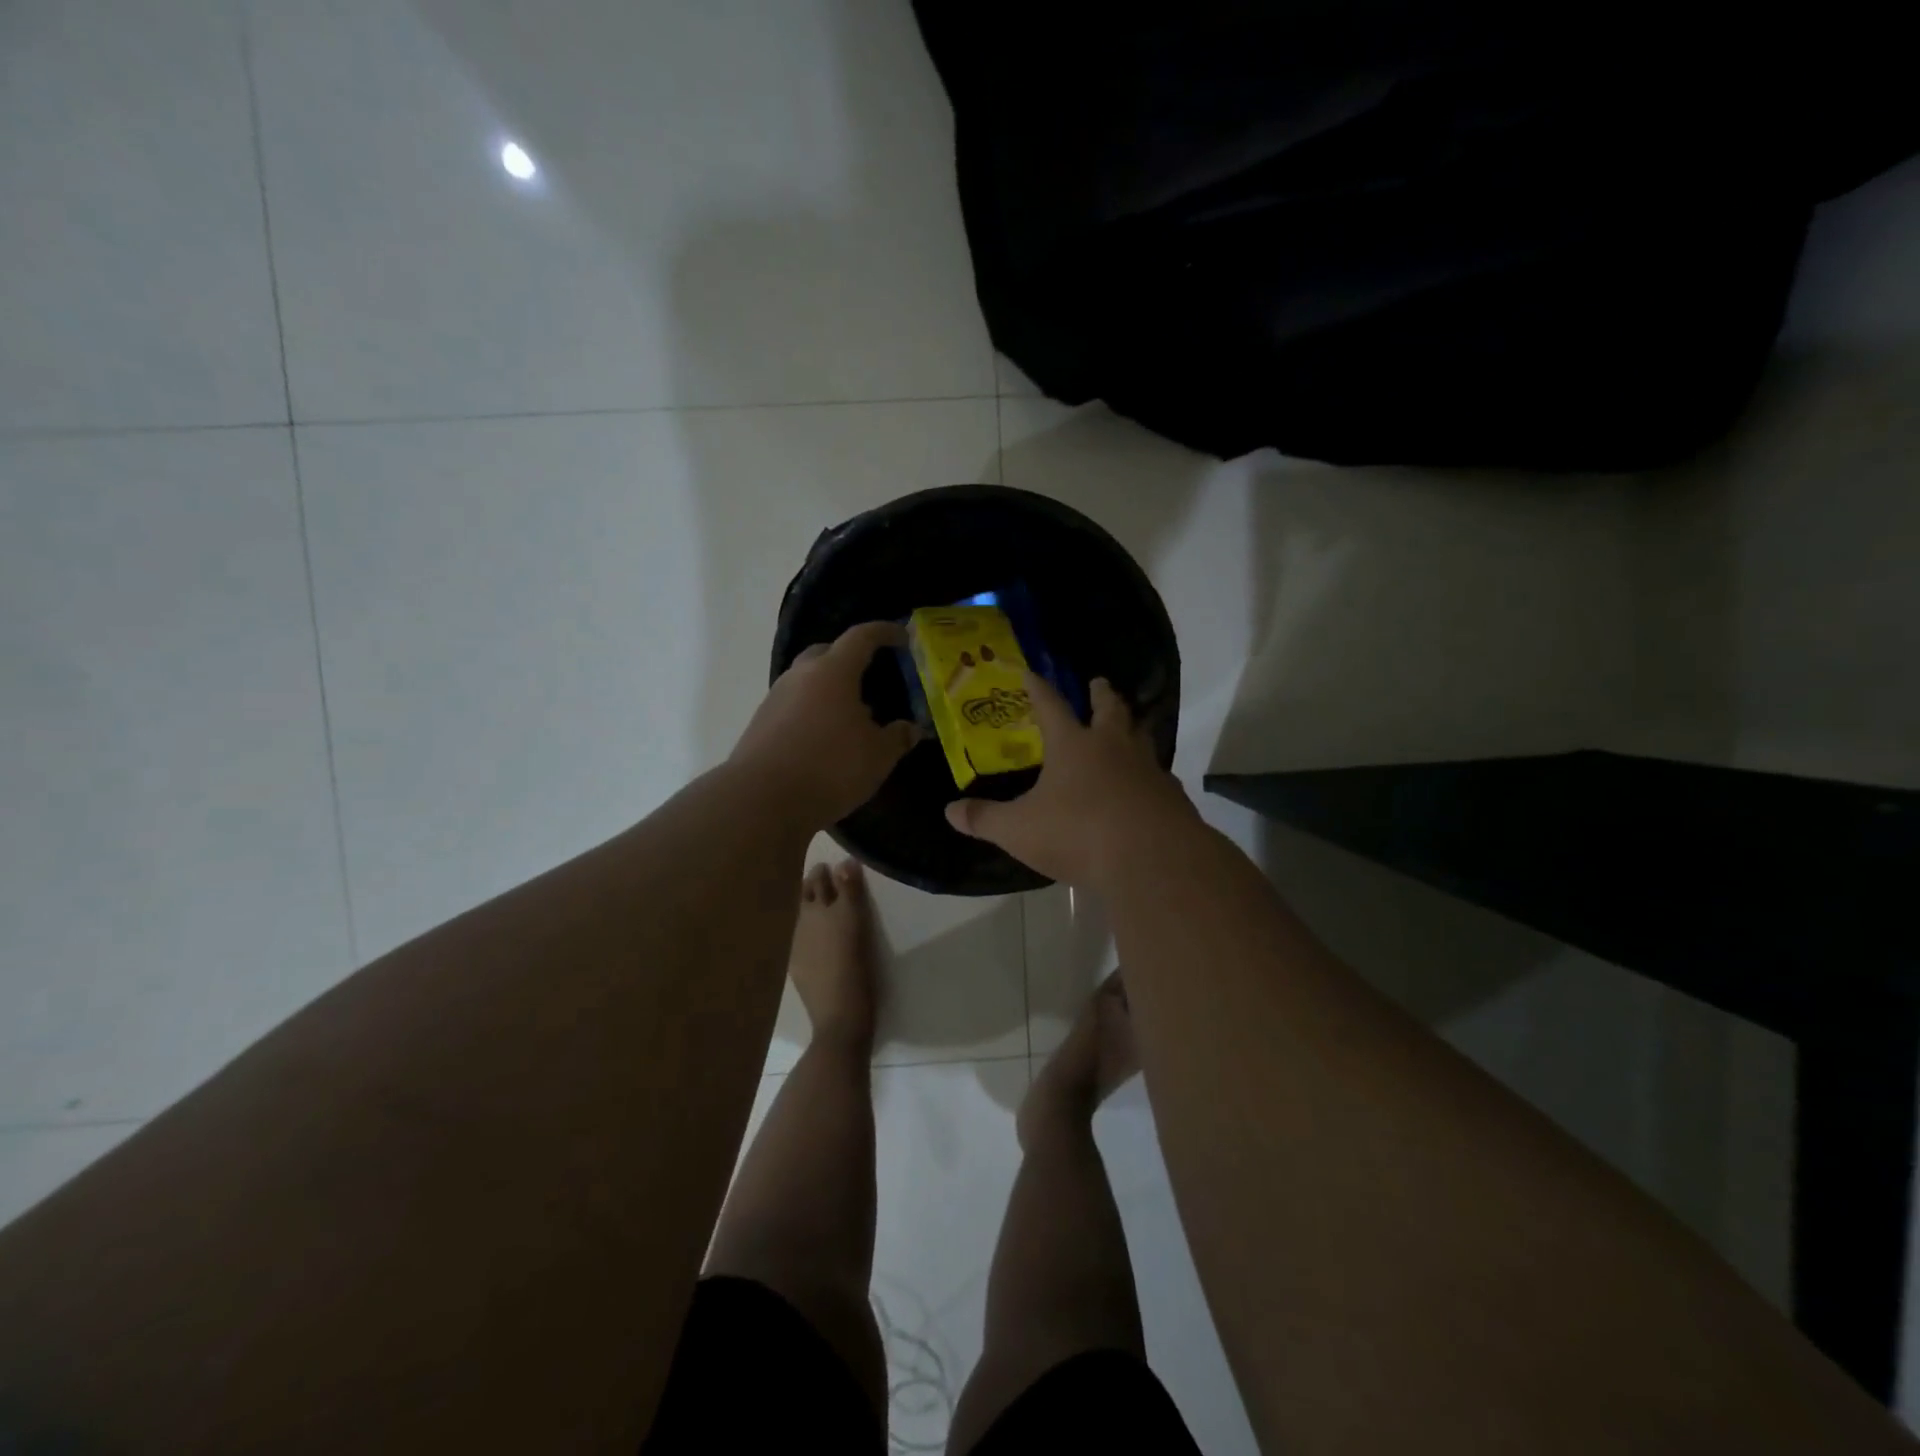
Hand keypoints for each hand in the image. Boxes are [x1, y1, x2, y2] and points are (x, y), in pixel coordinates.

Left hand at [732, 621, 920, 826]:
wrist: (761, 800)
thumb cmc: (829, 768)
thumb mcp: (877, 756)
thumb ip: (898, 737)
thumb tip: (912, 728)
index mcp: (833, 672)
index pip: (861, 637)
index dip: (884, 632)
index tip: (902, 636)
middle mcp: (801, 676)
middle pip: (827, 652)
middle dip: (850, 657)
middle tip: (872, 673)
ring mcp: (776, 698)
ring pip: (808, 680)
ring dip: (830, 687)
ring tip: (852, 713)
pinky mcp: (761, 723)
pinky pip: (795, 704)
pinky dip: (814, 710)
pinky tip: (827, 736)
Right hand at [945, 674, 1196, 888]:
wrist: (1152, 860)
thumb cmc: (1079, 834)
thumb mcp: (1019, 830)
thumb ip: (985, 819)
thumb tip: (950, 811)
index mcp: (1074, 746)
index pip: (1051, 706)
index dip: (1038, 688)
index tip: (1031, 672)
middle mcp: (1114, 748)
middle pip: (1110, 710)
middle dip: (1102, 694)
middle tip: (1099, 683)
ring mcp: (1148, 770)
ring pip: (1141, 738)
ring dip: (1132, 728)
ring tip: (1128, 728)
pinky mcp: (1171, 797)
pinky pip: (1159, 777)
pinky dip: (1150, 775)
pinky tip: (1146, 788)